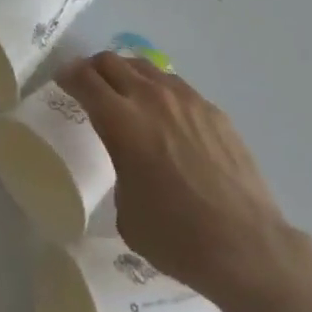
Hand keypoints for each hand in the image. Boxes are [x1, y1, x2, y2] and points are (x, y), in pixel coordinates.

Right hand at [58, 52, 301, 311]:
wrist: (249, 249)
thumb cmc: (179, 239)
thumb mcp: (127, 213)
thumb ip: (119, 169)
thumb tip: (128, 161)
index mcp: (121, 122)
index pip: (84, 80)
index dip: (68, 75)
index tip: (62, 80)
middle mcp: (150, 99)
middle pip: (111, 62)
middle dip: (93, 69)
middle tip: (89, 83)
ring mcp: (186, 100)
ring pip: (145, 67)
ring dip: (127, 74)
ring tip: (126, 93)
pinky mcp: (213, 111)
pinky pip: (176, 86)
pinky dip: (160, 91)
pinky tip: (166, 115)